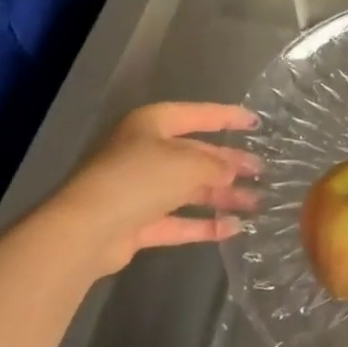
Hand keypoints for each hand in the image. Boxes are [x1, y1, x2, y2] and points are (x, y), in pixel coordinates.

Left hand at [53, 103, 260, 274]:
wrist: (86, 231)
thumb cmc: (139, 179)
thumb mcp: (187, 163)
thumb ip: (216, 165)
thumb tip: (232, 172)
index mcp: (153, 124)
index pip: (199, 115)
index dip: (228, 117)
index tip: (256, 123)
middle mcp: (146, 152)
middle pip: (196, 154)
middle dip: (229, 163)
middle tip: (261, 171)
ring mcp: (140, 190)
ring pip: (189, 189)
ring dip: (221, 196)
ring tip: (256, 202)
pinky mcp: (137, 223)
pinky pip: (178, 220)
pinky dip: (203, 224)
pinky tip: (233, 228)